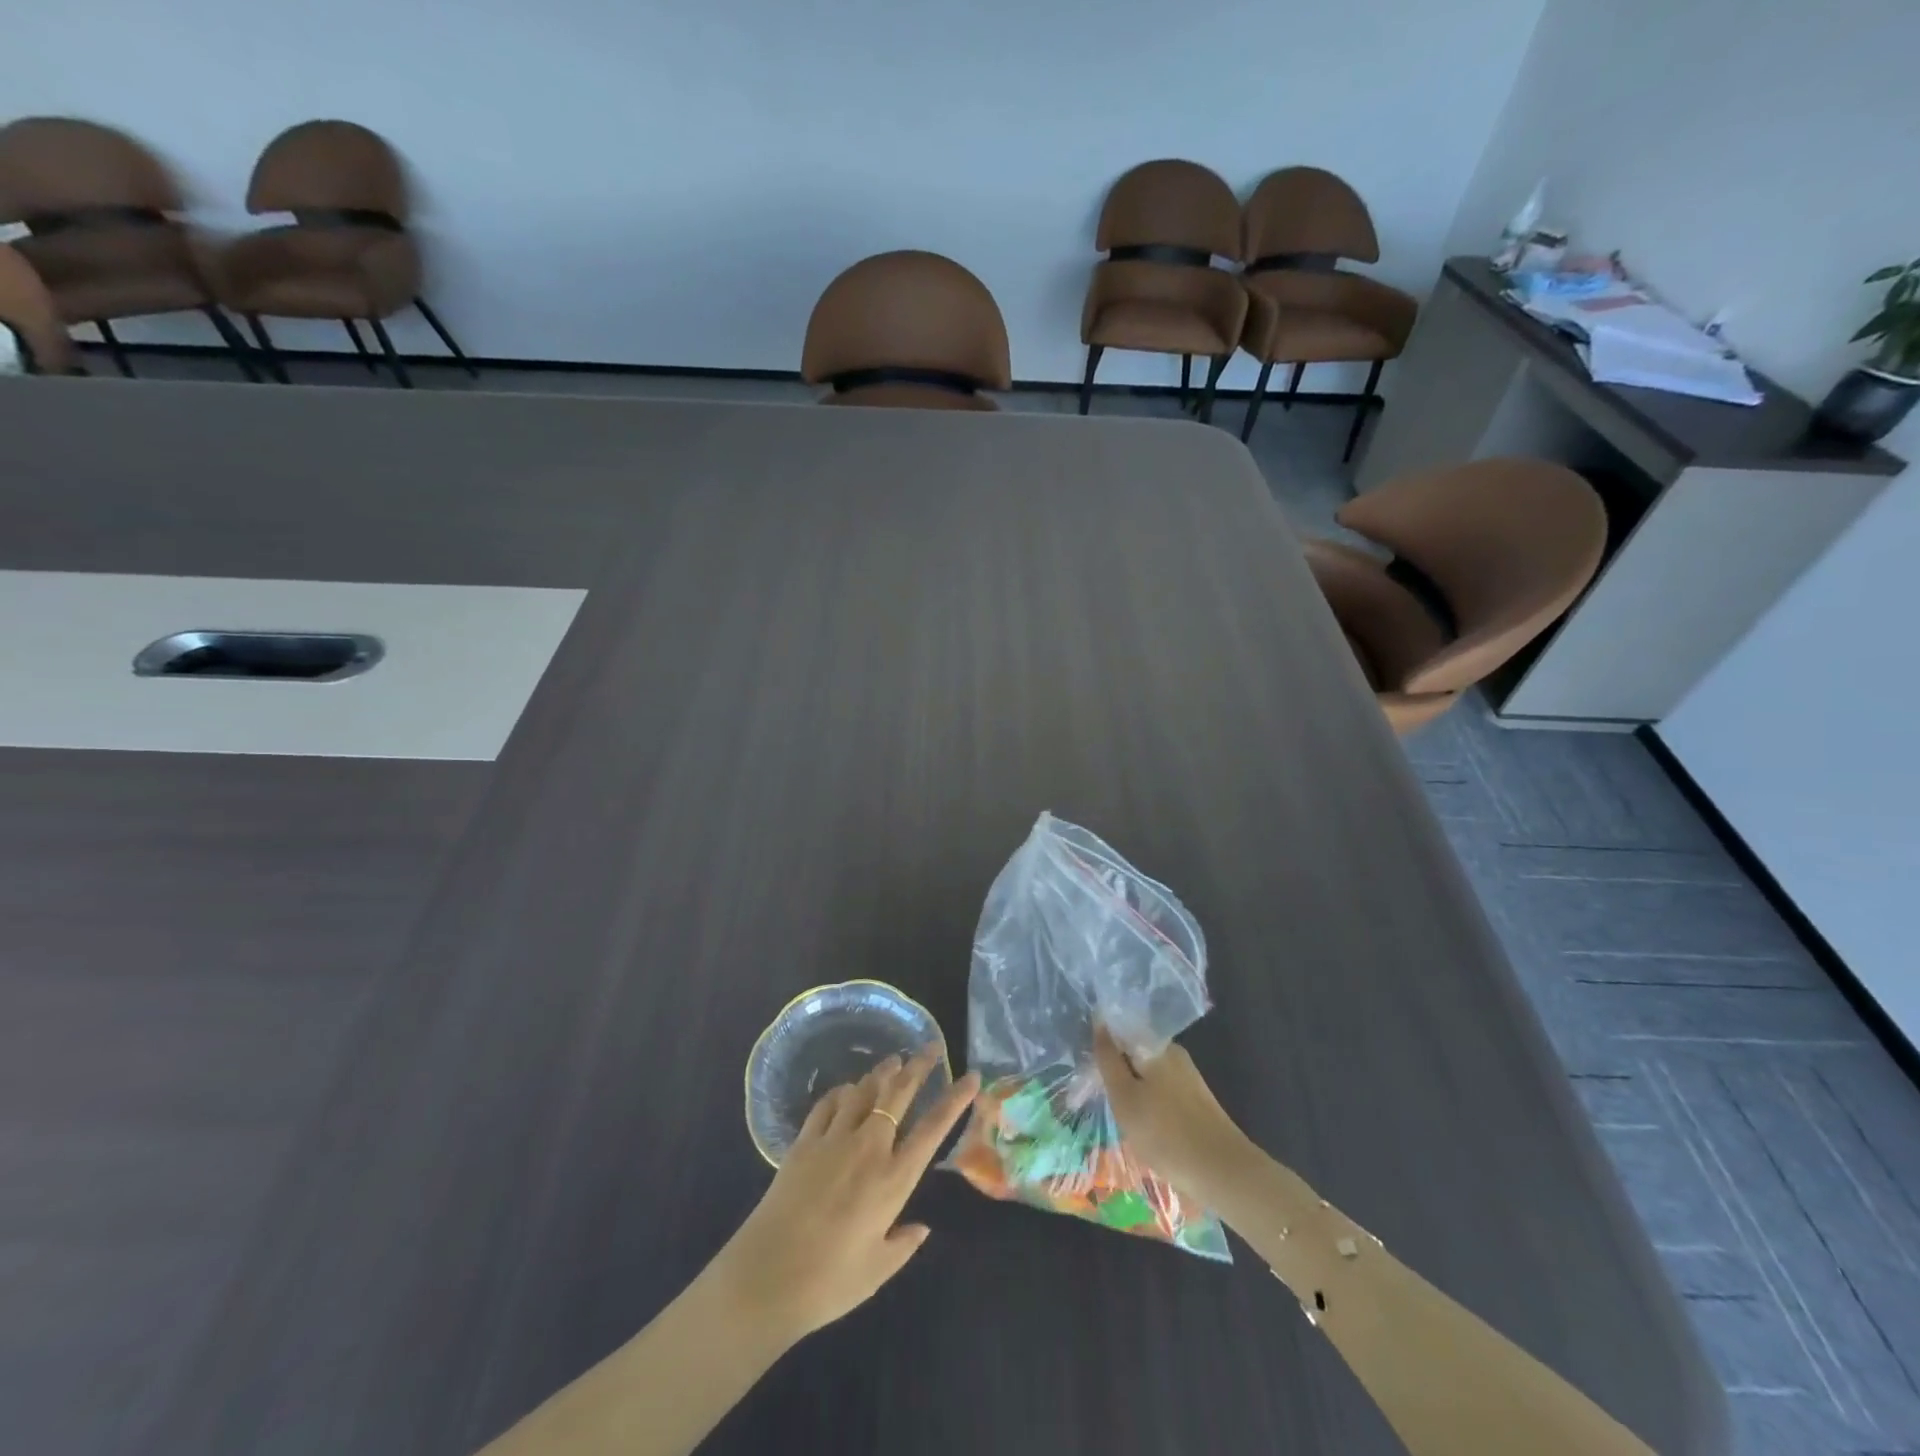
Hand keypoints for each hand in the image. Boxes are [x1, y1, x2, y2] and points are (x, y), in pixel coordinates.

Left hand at [711, 1049, 980, 1344]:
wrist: (765, 1278)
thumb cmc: (828, 1283)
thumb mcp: (877, 1271)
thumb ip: (904, 1244)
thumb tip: (922, 1227)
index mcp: (893, 1179)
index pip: (933, 1128)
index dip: (956, 1099)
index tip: (972, 1077)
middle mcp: (868, 1148)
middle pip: (898, 1093)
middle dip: (918, 1065)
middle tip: (932, 1046)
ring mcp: (833, 1139)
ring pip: (864, 1090)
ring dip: (882, 1072)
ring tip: (893, 1061)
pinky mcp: (804, 1142)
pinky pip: (828, 1103)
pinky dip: (843, 1091)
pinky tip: (848, 1091)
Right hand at [1093, 1025, 1254, 1205]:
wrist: (1223, 1172)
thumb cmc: (1164, 1132)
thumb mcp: (1124, 1095)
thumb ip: (1108, 1058)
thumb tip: (1099, 1020)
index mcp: (1157, 1046)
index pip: (1121, 1031)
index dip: (1103, 1048)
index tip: (1090, 1070)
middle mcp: (1174, 1055)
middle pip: (1135, 1054)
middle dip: (1118, 1072)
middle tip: (1104, 1099)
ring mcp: (1188, 1078)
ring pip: (1148, 1076)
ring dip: (1133, 1092)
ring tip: (1123, 1119)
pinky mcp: (1196, 1102)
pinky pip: (1162, 1093)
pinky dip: (1150, 1106)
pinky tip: (1145, 1129)